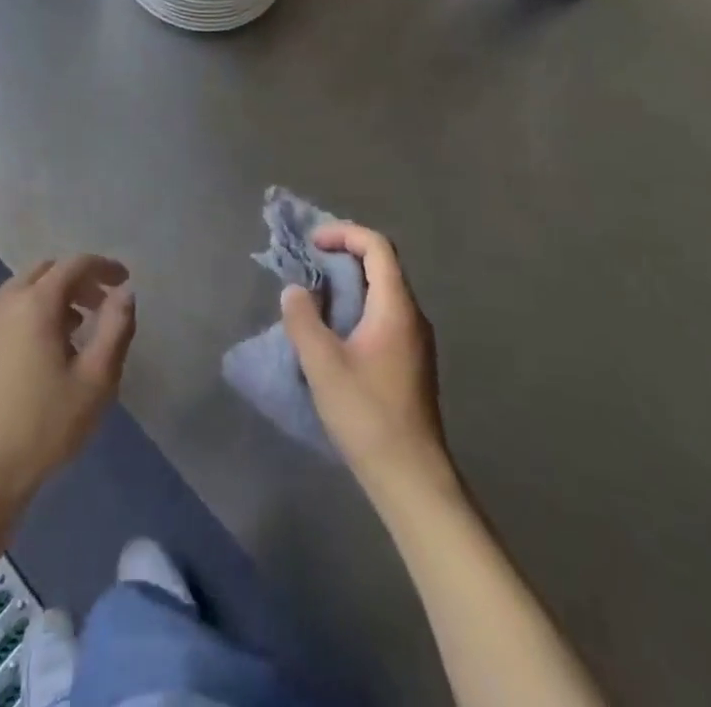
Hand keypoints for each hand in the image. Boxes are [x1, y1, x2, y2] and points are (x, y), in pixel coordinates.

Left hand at [0, 256, 135, 519]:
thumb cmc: (41, 429)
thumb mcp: (95, 382)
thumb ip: (116, 329)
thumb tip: (124, 293)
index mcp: (35, 303)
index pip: (74, 265)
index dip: (103, 266)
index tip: (123, 280)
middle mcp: (2, 303)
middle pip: (44, 272)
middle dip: (75, 281)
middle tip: (98, 306)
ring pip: (17, 294)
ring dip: (48, 301)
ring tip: (70, 335)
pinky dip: (22, 320)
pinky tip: (31, 360)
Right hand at [280, 223, 450, 496]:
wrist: (411, 478)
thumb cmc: (367, 415)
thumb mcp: (323, 364)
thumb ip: (303, 320)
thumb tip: (296, 291)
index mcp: (396, 307)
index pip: (377, 246)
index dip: (344, 234)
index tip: (312, 244)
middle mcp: (412, 316)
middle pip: (382, 265)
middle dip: (343, 255)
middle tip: (308, 264)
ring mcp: (415, 341)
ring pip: (382, 292)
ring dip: (348, 283)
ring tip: (314, 295)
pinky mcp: (410, 363)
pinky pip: (383, 316)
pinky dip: (356, 307)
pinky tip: (333, 332)